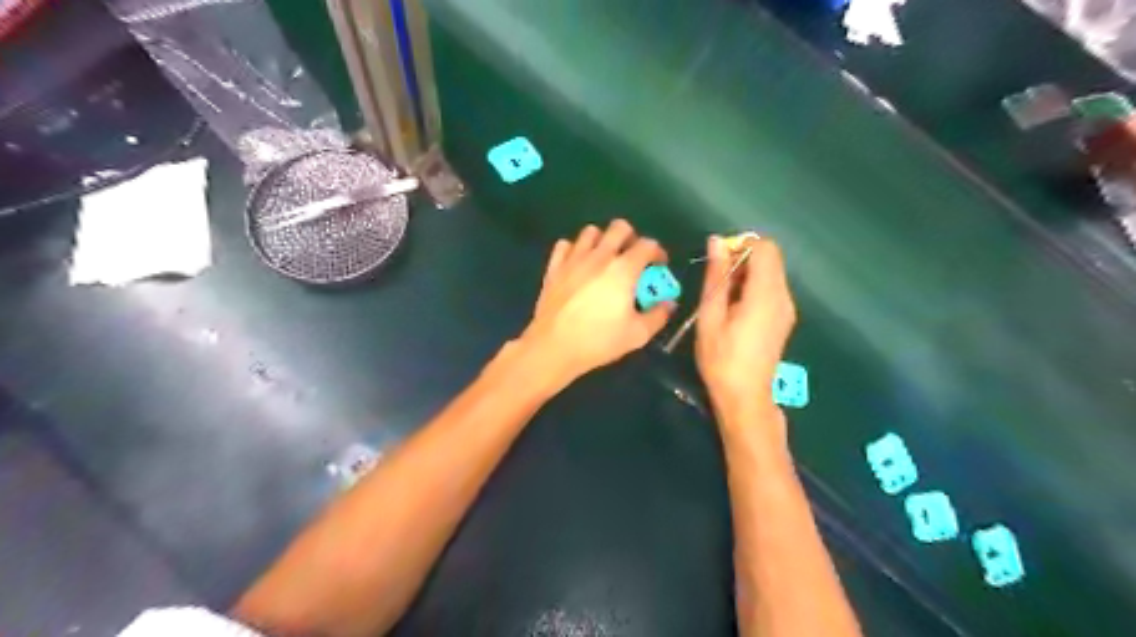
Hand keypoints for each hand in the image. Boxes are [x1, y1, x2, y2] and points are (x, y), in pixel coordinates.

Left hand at [520, 220, 671, 388]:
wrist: (553, 346)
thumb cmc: (599, 341)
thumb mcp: (637, 335)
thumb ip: (658, 316)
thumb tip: (669, 303)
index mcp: (624, 269)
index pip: (648, 245)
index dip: (658, 252)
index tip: (658, 266)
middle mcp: (600, 256)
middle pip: (619, 227)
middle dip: (631, 238)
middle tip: (632, 258)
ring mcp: (574, 259)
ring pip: (591, 232)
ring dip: (602, 241)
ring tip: (604, 259)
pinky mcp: (554, 267)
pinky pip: (565, 245)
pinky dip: (574, 250)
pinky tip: (578, 265)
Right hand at [692, 236, 797, 435]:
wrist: (745, 397)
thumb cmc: (721, 359)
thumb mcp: (710, 316)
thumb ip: (716, 276)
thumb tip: (717, 242)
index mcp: (765, 294)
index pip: (765, 248)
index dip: (741, 245)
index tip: (719, 262)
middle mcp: (783, 296)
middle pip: (770, 258)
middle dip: (742, 260)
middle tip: (717, 282)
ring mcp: (787, 308)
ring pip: (771, 273)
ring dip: (747, 274)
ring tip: (723, 299)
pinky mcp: (784, 318)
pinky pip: (772, 289)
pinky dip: (753, 288)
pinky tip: (736, 311)